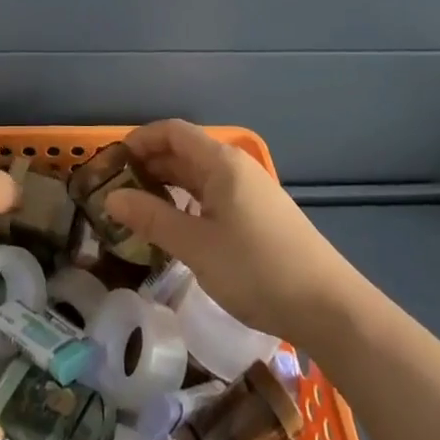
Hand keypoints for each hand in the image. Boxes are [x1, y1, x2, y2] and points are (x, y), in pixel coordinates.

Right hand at [103, 120, 354, 344]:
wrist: (329, 307)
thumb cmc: (256, 269)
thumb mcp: (196, 246)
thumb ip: (151, 218)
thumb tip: (111, 198)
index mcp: (220, 162)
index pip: (172, 132)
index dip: (139, 140)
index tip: (111, 163)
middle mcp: (235, 167)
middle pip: (184, 151)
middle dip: (149, 164)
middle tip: (116, 191)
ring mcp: (250, 190)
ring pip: (198, 175)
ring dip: (167, 185)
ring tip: (138, 209)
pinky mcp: (259, 214)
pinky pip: (213, 194)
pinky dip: (188, 201)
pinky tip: (176, 226)